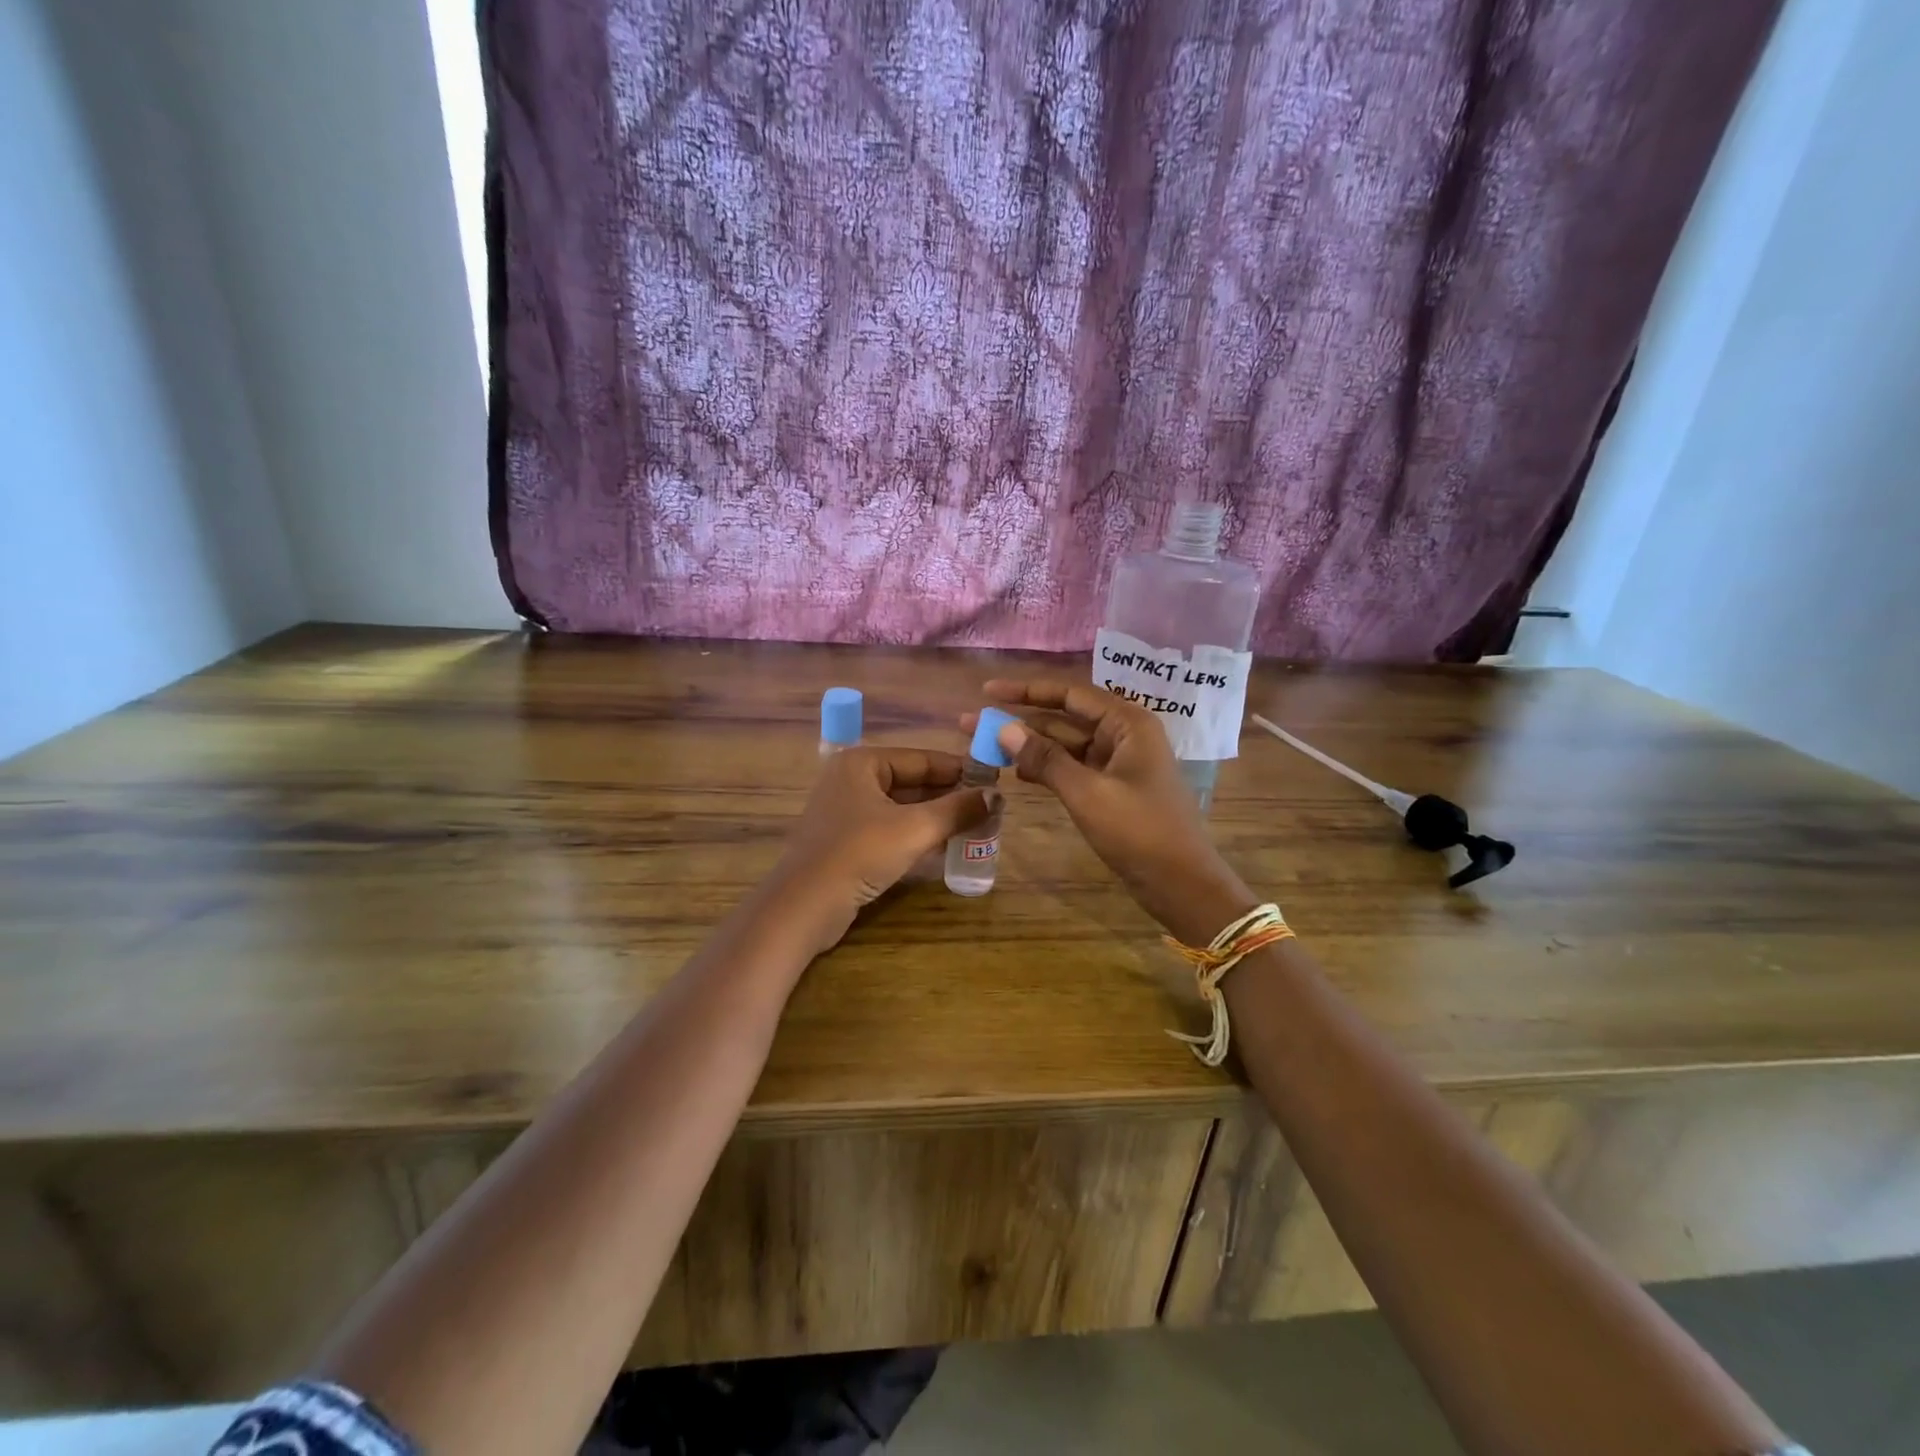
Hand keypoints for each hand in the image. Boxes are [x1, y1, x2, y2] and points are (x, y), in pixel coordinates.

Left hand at [769, 746, 992, 954]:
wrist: (804, 906)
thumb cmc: (859, 854)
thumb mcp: (915, 829)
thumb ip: (957, 810)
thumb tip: (996, 795)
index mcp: (862, 762)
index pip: (921, 758)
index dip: (959, 770)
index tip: (993, 781)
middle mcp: (851, 779)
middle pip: (911, 782)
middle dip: (948, 796)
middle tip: (988, 808)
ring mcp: (845, 812)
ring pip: (901, 808)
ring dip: (935, 818)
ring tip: (974, 827)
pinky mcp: (845, 841)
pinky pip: (889, 829)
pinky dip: (915, 835)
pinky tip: (944, 847)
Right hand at [970, 680, 1255, 945]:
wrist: (1181, 884)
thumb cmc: (1139, 831)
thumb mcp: (1087, 793)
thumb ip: (1045, 759)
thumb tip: (1003, 728)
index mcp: (1127, 723)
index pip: (1069, 694)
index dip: (1026, 691)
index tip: (987, 691)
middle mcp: (1124, 735)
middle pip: (1064, 718)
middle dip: (1020, 721)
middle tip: (972, 724)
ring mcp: (1118, 763)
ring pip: (1066, 746)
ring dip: (1029, 746)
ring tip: (985, 747)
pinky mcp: (1113, 789)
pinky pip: (1073, 769)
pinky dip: (1047, 769)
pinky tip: (1017, 773)